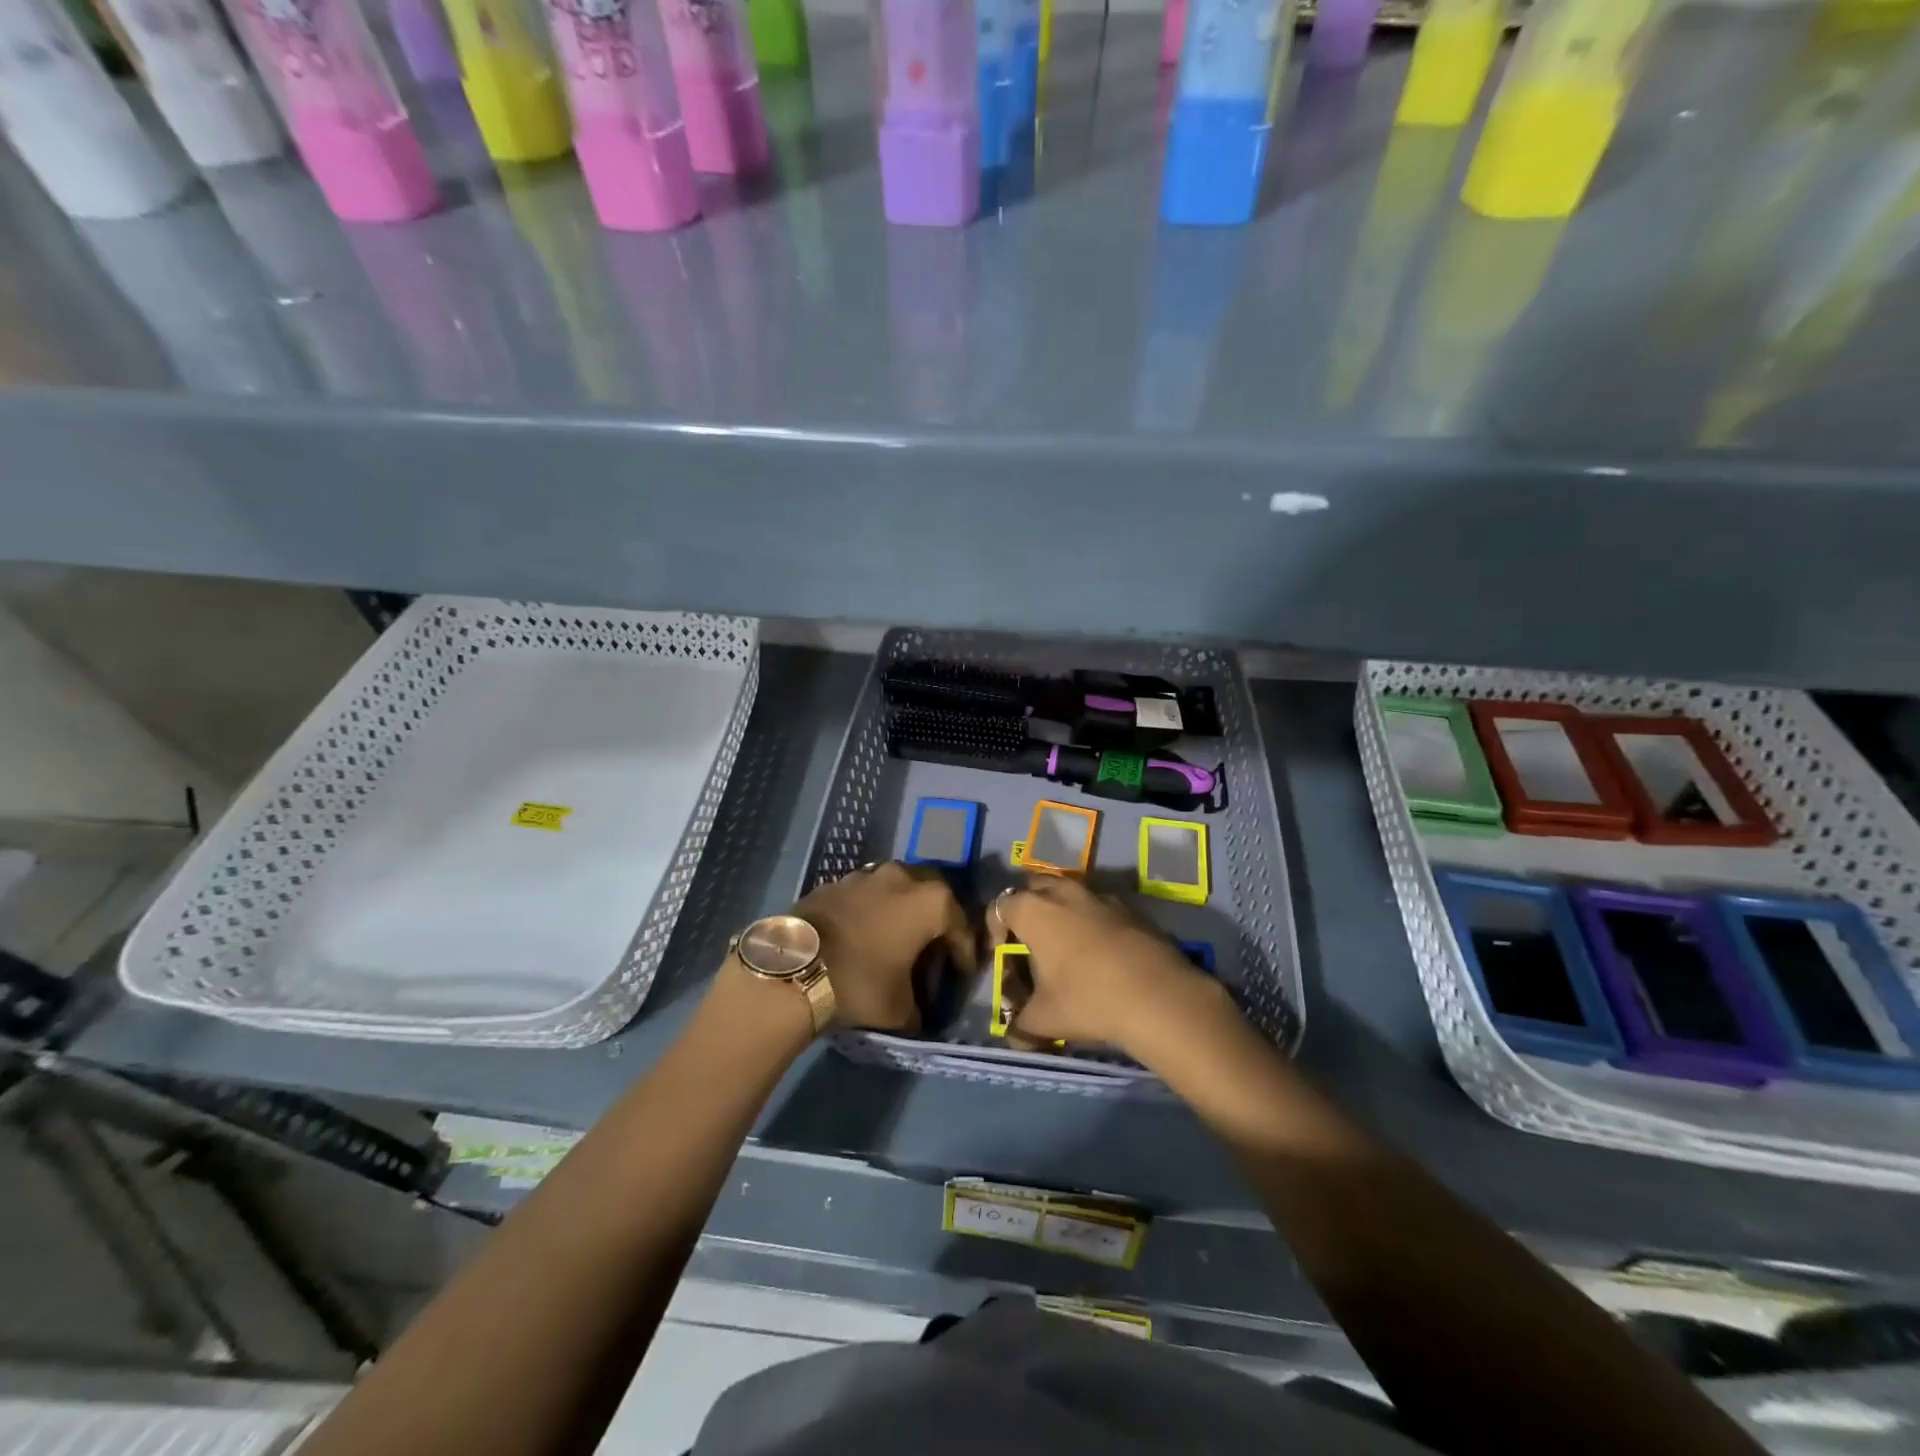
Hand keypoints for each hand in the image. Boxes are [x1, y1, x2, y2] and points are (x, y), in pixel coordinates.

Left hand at [796, 862, 974, 1032]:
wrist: (794, 968)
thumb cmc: (861, 982)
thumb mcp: (901, 1010)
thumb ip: (919, 1008)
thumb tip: (918, 1013)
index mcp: (931, 902)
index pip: (960, 927)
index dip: (964, 953)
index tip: (961, 973)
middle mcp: (903, 878)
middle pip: (932, 897)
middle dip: (936, 921)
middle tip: (930, 950)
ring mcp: (866, 875)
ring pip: (897, 890)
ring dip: (902, 912)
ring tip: (894, 941)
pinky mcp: (835, 882)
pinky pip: (866, 895)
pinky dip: (871, 912)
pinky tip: (862, 936)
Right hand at [989, 874, 1218, 1052]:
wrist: (1159, 996)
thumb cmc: (1088, 1000)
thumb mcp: (1044, 1019)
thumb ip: (1021, 1025)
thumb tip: (1013, 1036)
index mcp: (1034, 911)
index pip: (999, 906)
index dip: (994, 929)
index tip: (1003, 956)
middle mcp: (1063, 892)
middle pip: (1033, 887)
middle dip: (1026, 908)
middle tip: (1030, 942)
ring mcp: (1100, 896)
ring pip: (1069, 891)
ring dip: (1061, 910)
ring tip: (1066, 945)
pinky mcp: (1130, 908)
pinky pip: (1099, 905)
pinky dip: (1092, 920)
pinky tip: (1101, 952)